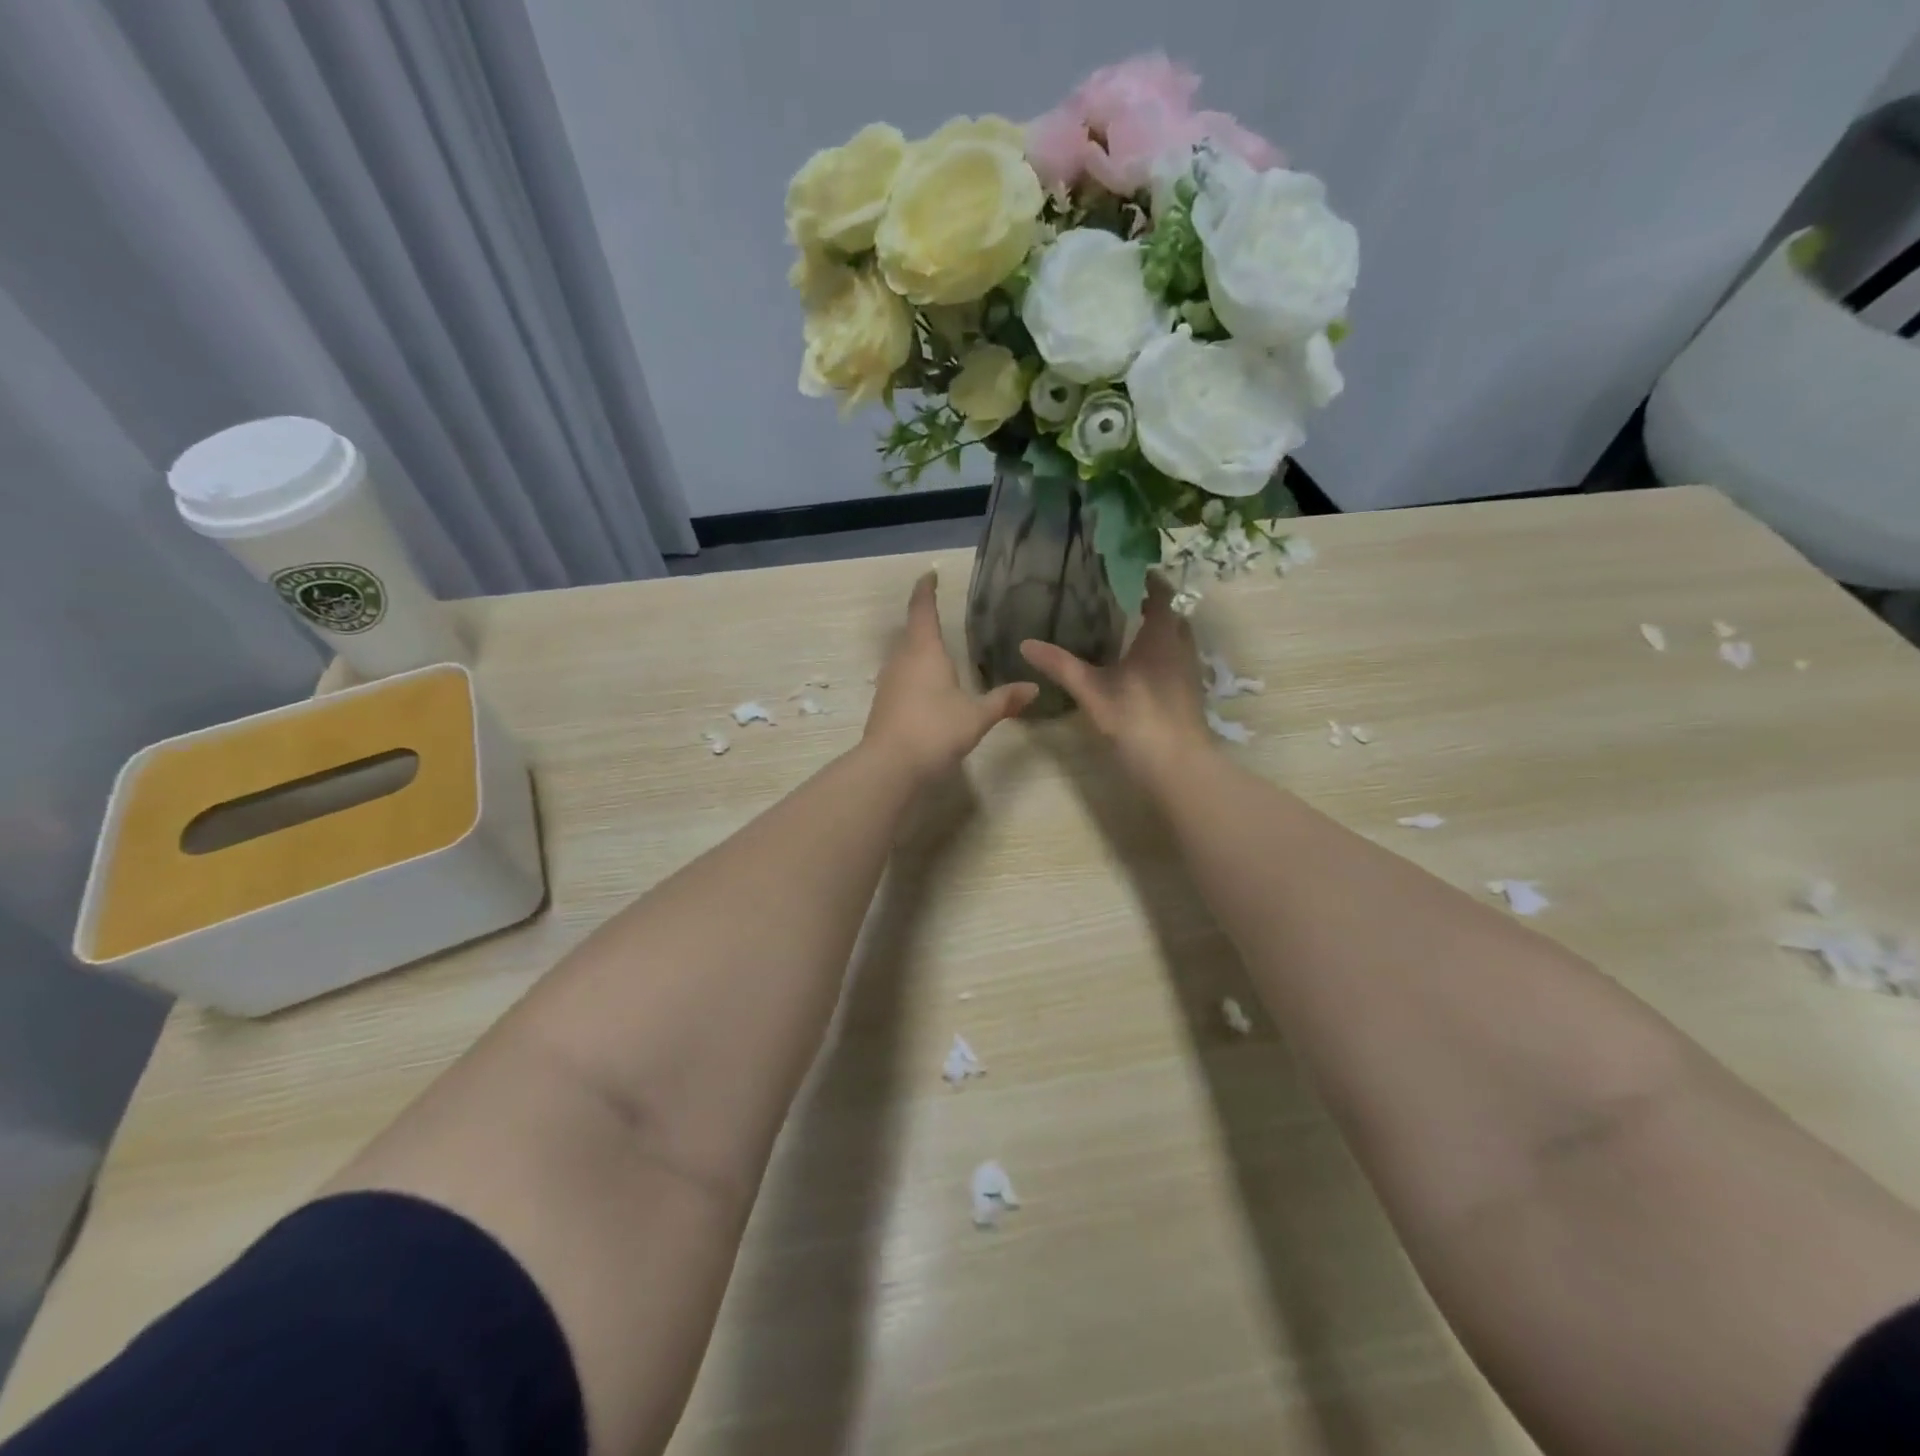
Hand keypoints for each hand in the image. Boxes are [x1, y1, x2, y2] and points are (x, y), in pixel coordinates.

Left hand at [864, 572, 1036, 783]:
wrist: (890, 766)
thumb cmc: (935, 730)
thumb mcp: (977, 716)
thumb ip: (1004, 700)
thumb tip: (1034, 688)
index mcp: (924, 651)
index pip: (923, 610)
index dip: (926, 590)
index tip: (930, 575)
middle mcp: (902, 660)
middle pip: (911, 632)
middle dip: (924, 621)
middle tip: (939, 615)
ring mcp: (888, 683)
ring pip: (903, 656)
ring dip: (917, 649)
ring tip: (936, 651)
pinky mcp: (883, 704)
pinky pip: (900, 678)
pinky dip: (913, 674)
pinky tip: (926, 688)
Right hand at [1019, 576, 1213, 786]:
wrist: (1176, 765)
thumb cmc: (1136, 718)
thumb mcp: (1092, 691)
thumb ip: (1061, 665)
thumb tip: (1025, 643)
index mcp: (1161, 637)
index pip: (1162, 596)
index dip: (1149, 581)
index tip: (1129, 572)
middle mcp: (1181, 648)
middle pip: (1172, 618)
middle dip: (1153, 607)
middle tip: (1123, 603)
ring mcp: (1189, 674)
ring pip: (1177, 642)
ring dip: (1159, 634)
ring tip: (1129, 634)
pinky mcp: (1189, 696)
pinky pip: (1177, 664)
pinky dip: (1162, 658)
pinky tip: (1139, 672)